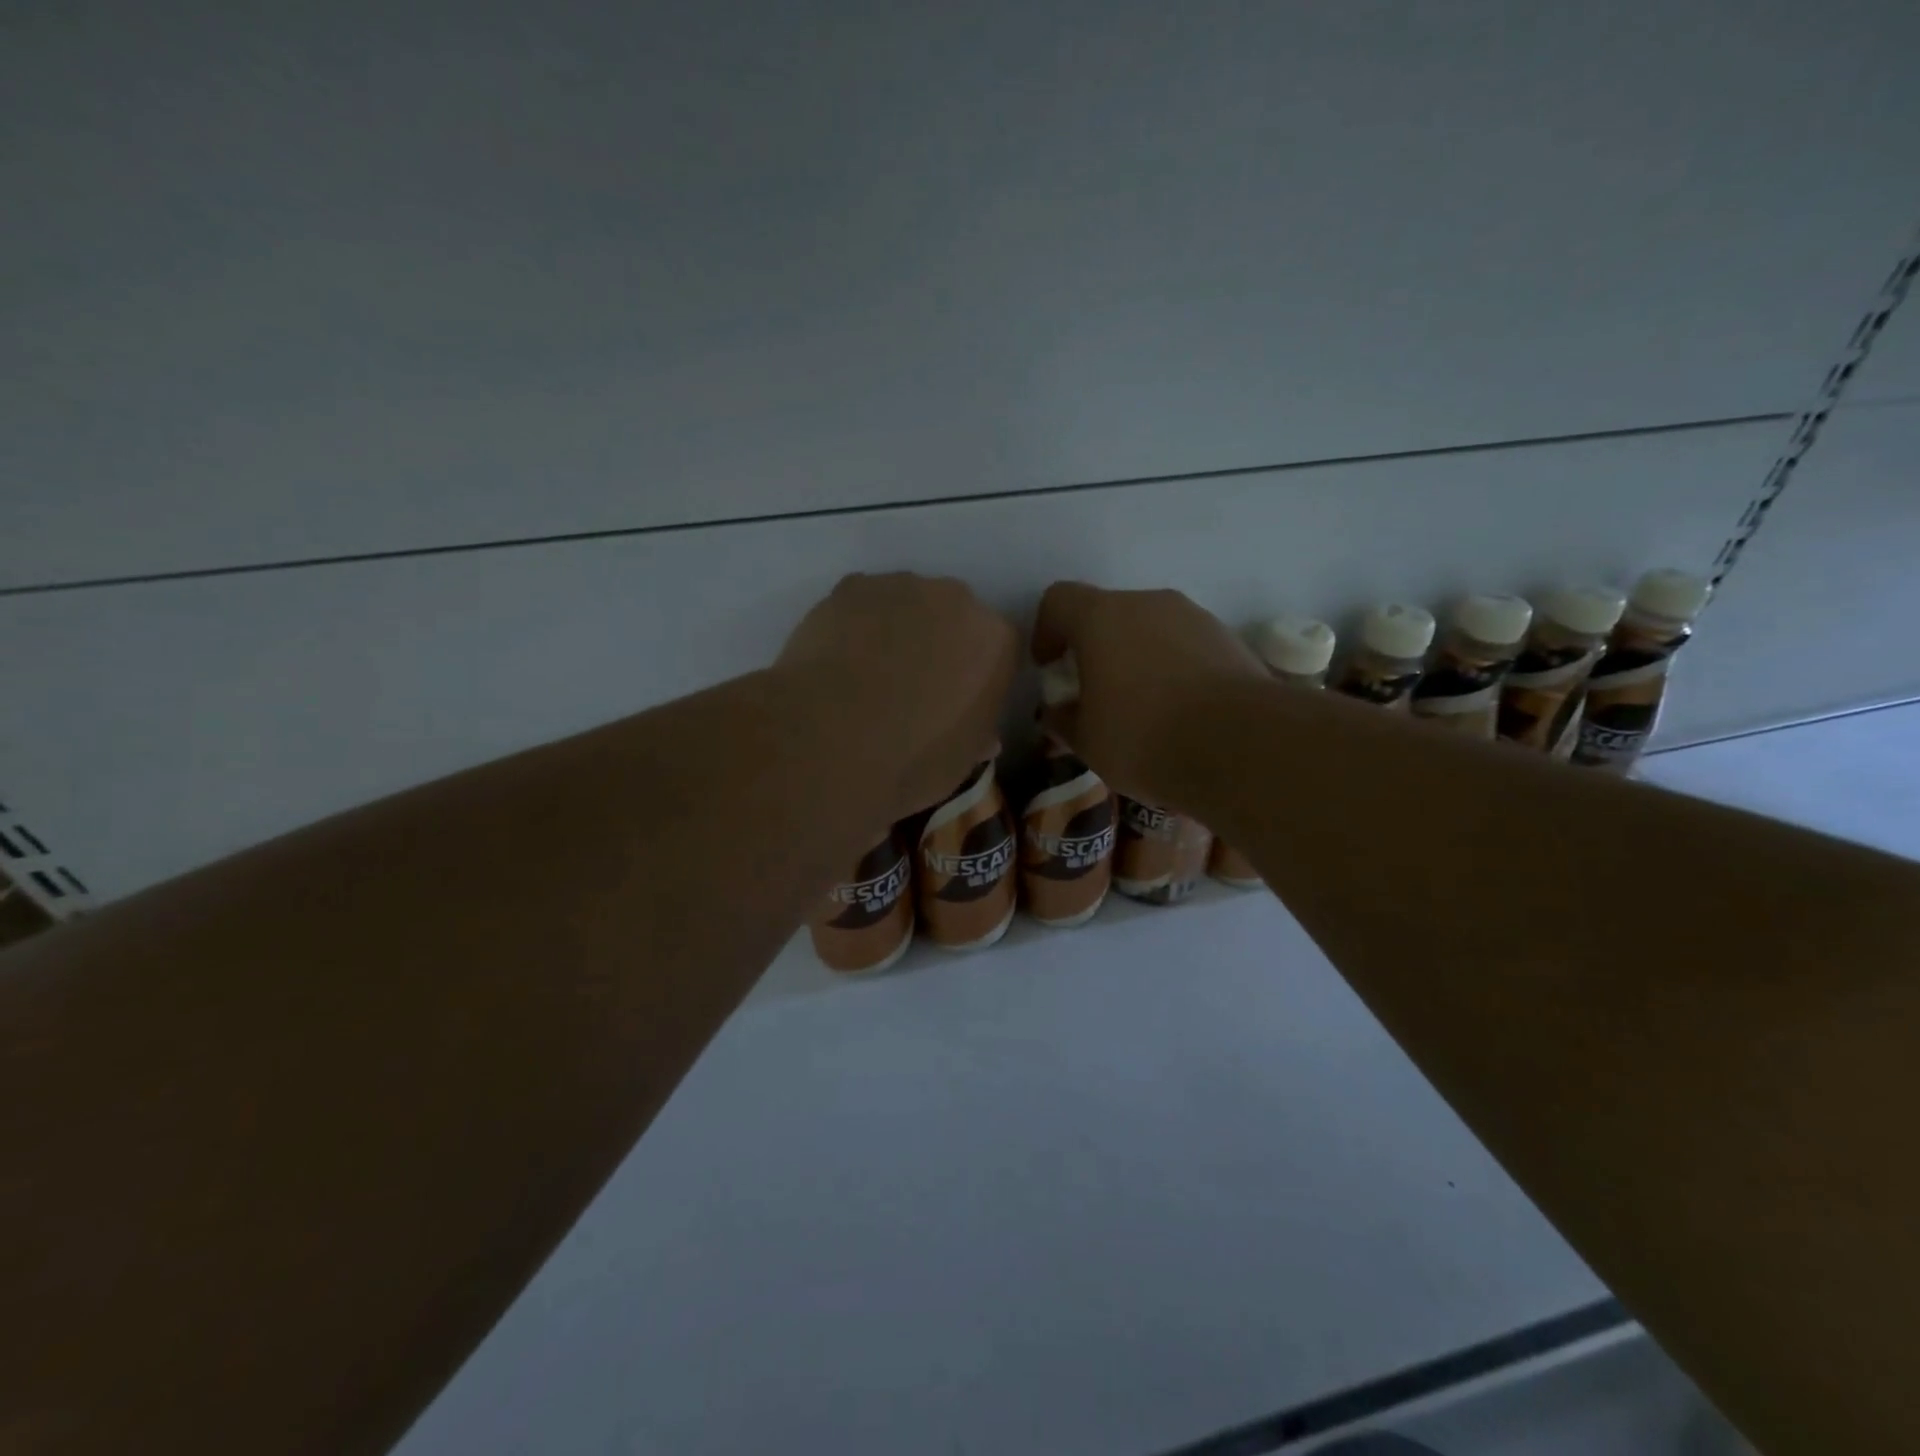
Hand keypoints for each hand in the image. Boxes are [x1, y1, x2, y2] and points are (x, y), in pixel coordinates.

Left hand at [777, 572, 1018, 820]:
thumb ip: (977, 737)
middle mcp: (958, 600)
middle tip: (912, 688)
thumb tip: (982, 737)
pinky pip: (862, 605)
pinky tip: (839, 663)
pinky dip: (856, 627)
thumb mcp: (961, 763)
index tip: (956, 705)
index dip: (975, 679)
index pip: (996, 652)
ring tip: (868, 677)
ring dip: (897, 632)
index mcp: (996, 642)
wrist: (831, 740)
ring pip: (907, 606)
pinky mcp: (852, 586)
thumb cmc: (912, 760)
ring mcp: (902, 586)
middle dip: (939, 646)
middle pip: (954, 618)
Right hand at [1031, 581, 1265, 806]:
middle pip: (1108, 613)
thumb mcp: (1087, 742)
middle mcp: (1148, 603)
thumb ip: (1064, 720)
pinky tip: (1180, 711)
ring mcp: (1194, 617)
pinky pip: (1185, 646)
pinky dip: (1173, 668)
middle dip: (1094, 648)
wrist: (1242, 746)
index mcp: (1101, 618)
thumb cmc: (1144, 738)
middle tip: (1094, 692)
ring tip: (1142, 707)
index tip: (1049, 667)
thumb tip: (1058, 713)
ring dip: (1137, 657)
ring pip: (1151, 628)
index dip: (1046, 630)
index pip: (1059, 600)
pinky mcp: (1230, 639)